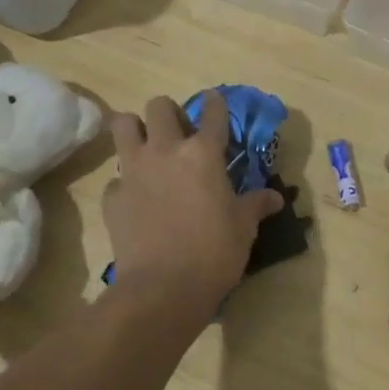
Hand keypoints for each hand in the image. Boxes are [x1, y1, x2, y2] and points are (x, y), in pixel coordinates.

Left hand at [103, 93, 283, 312]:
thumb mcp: (243, 227)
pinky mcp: (113, 197)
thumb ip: (256, 205)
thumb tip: (275, 198)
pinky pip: (116, 177)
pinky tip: (136, 199)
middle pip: (159, 106)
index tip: (214, 100)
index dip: (215, 103)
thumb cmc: (214, 252)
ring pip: (124, 125)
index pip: (212, 113)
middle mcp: (166, 151)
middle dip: (168, 113)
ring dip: (135, 129)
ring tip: (146, 147)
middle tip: (177, 132)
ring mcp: (134, 171)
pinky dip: (125, 183)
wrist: (162, 289)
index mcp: (203, 153)